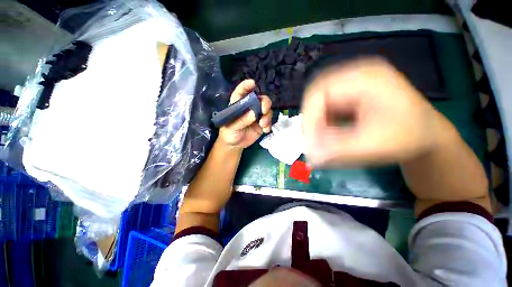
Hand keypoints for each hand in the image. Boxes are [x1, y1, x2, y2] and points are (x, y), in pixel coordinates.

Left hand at [219, 79, 272, 148]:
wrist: (234, 144)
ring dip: (267, 116)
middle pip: (260, 99)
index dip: (246, 86)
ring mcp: (257, 116)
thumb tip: (254, 113)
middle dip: (265, 103)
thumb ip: (242, 120)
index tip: (253, 83)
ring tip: (263, 124)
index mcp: (238, 104)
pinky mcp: (261, 124)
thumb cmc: (229, 133)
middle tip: (264, 110)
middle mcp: (249, 107)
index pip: (242, 92)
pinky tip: (265, 130)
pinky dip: (269, 125)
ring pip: (267, 110)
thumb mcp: (232, 127)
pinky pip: (269, 121)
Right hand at [301, 58, 439, 165]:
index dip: (310, 118)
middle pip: (316, 95)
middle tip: (312, 142)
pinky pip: (325, 107)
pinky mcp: (349, 94)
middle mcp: (355, 75)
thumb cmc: (409, 137)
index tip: (309, 143)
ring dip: (316, 123)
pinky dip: (323, 123)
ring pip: (319, 102)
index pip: (320, 91)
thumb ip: (338, 151)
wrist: (426, 133)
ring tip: (323, 141)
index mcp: (365, 78)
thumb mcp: (374, 146)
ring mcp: (352, 83)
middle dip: (311, 121)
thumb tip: (309, 156)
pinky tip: (331, 134)